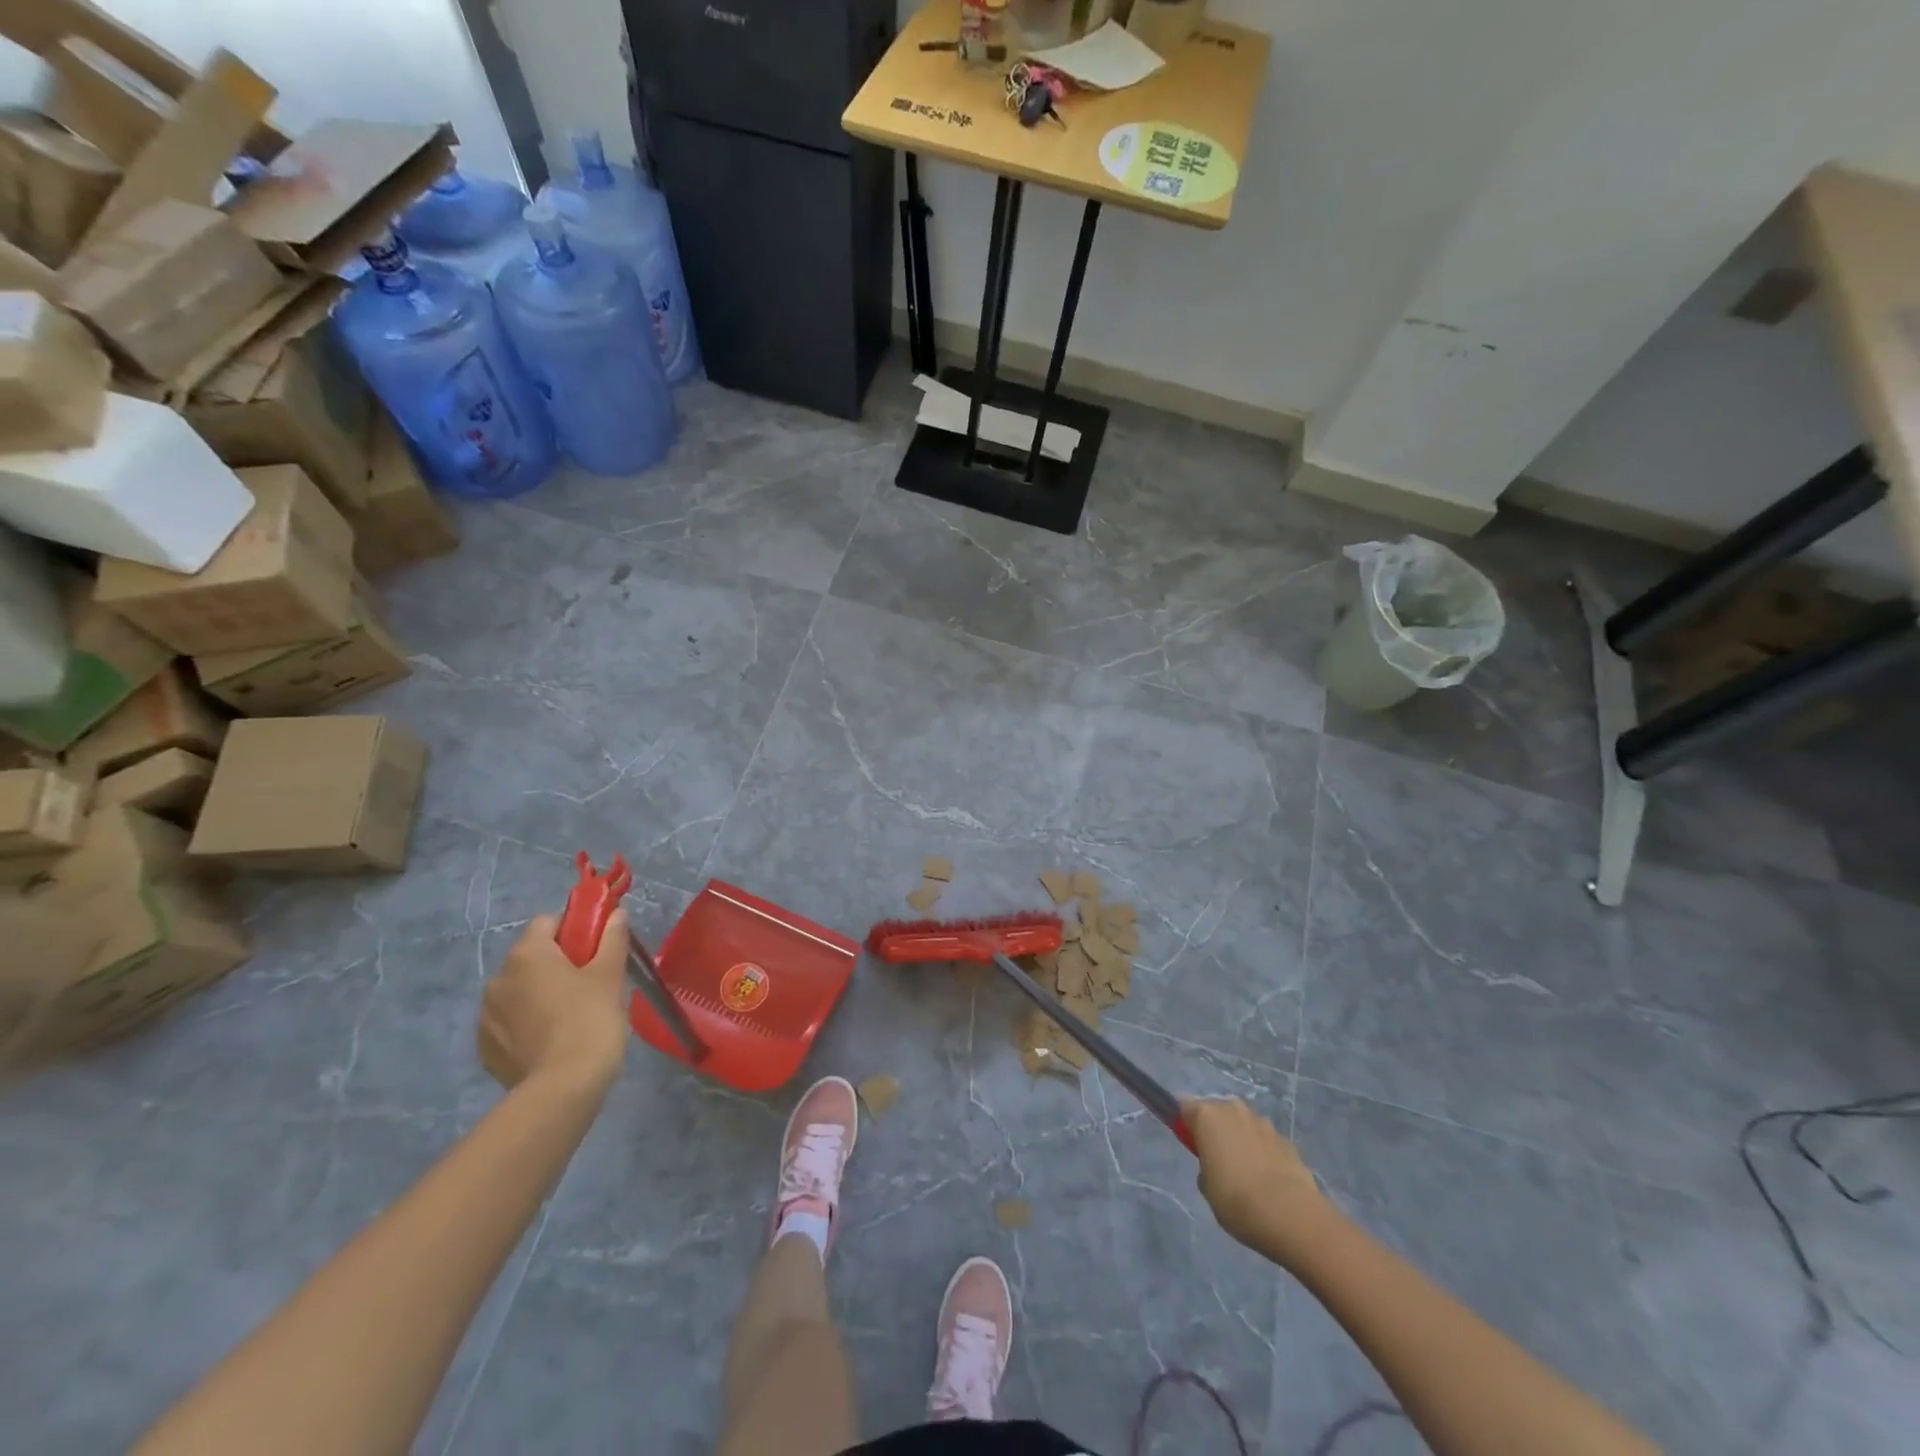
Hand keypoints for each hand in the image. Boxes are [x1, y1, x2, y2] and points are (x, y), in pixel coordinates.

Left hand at [479, 912, 628, 1096]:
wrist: (563, 1087)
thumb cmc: (591, 1019)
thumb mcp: (610, 974)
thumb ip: (613, 938)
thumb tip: (617, 913)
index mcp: (527, 954)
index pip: (548, 921)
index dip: (574, 928)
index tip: (596, 948)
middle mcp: (497, 978)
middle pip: (532, 956)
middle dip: (557, 962)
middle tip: (590, 983)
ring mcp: (486, 1015)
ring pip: (519, 990)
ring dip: (540, 993)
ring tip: (570, 1016)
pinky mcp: (484, 1047)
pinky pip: (509, 1021)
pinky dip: (527, 1022)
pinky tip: (552, 1040)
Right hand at [1182, 1097, 1330, 1263]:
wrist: (1290, 1215)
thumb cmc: (1235, 1199)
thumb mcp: (1207, 1186)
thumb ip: (1206, 1166)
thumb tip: (1217, 1164)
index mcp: (1207, 1115)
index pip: (1184, 1107)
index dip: (1185, 1124)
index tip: (1189, 1144)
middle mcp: (1233, 1109)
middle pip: (1217, 1112)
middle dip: (1216, 1130)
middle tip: (1217, 1162)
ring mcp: (1263, 1123)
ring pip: (1243, 1125)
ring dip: (1241, 1140)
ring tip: (1246, 1175)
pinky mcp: (1286, 1140)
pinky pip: (1265, 1141)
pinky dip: (1262, 1153)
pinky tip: (1268, 1182)